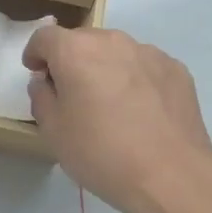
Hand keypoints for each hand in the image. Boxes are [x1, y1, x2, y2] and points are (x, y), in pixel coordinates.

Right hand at [23, 25, 211, 212]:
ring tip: (110, 105)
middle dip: (71, 61)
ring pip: (116, 52)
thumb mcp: (53, 131)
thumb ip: (42, 97)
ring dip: (105, 69)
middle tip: (72, 95)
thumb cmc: (101, 153)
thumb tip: (46, 82)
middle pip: (82, 41)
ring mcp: (149, 52)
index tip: (37, 75)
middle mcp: (112, 41)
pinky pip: (144, 67)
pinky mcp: (176, 70)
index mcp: (76, 50)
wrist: (172, 176)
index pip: (45, 37)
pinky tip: (140, 112)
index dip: (35, 54)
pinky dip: (135, 80)